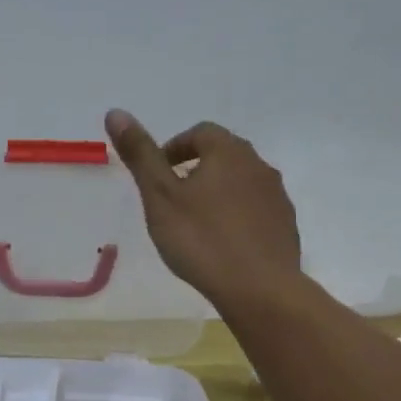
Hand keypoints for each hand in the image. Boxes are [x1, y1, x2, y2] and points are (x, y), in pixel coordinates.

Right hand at [105, 111, 301, 307]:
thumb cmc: (202, 240)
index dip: (175, 148)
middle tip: (173, 199)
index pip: (200, 133)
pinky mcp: (286, 227)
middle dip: (197, 170)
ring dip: (219, 194)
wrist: (259, 288)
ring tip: (196, 225)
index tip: (158, 174)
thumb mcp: (160, 197)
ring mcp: (277, 197)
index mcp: (228, 152)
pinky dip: (237, 218)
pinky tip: (223, 245)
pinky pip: (256, 212)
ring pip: (242, 184)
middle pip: (224, 156)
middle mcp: (259, 166)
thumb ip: (140, 156)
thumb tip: (115, 112)